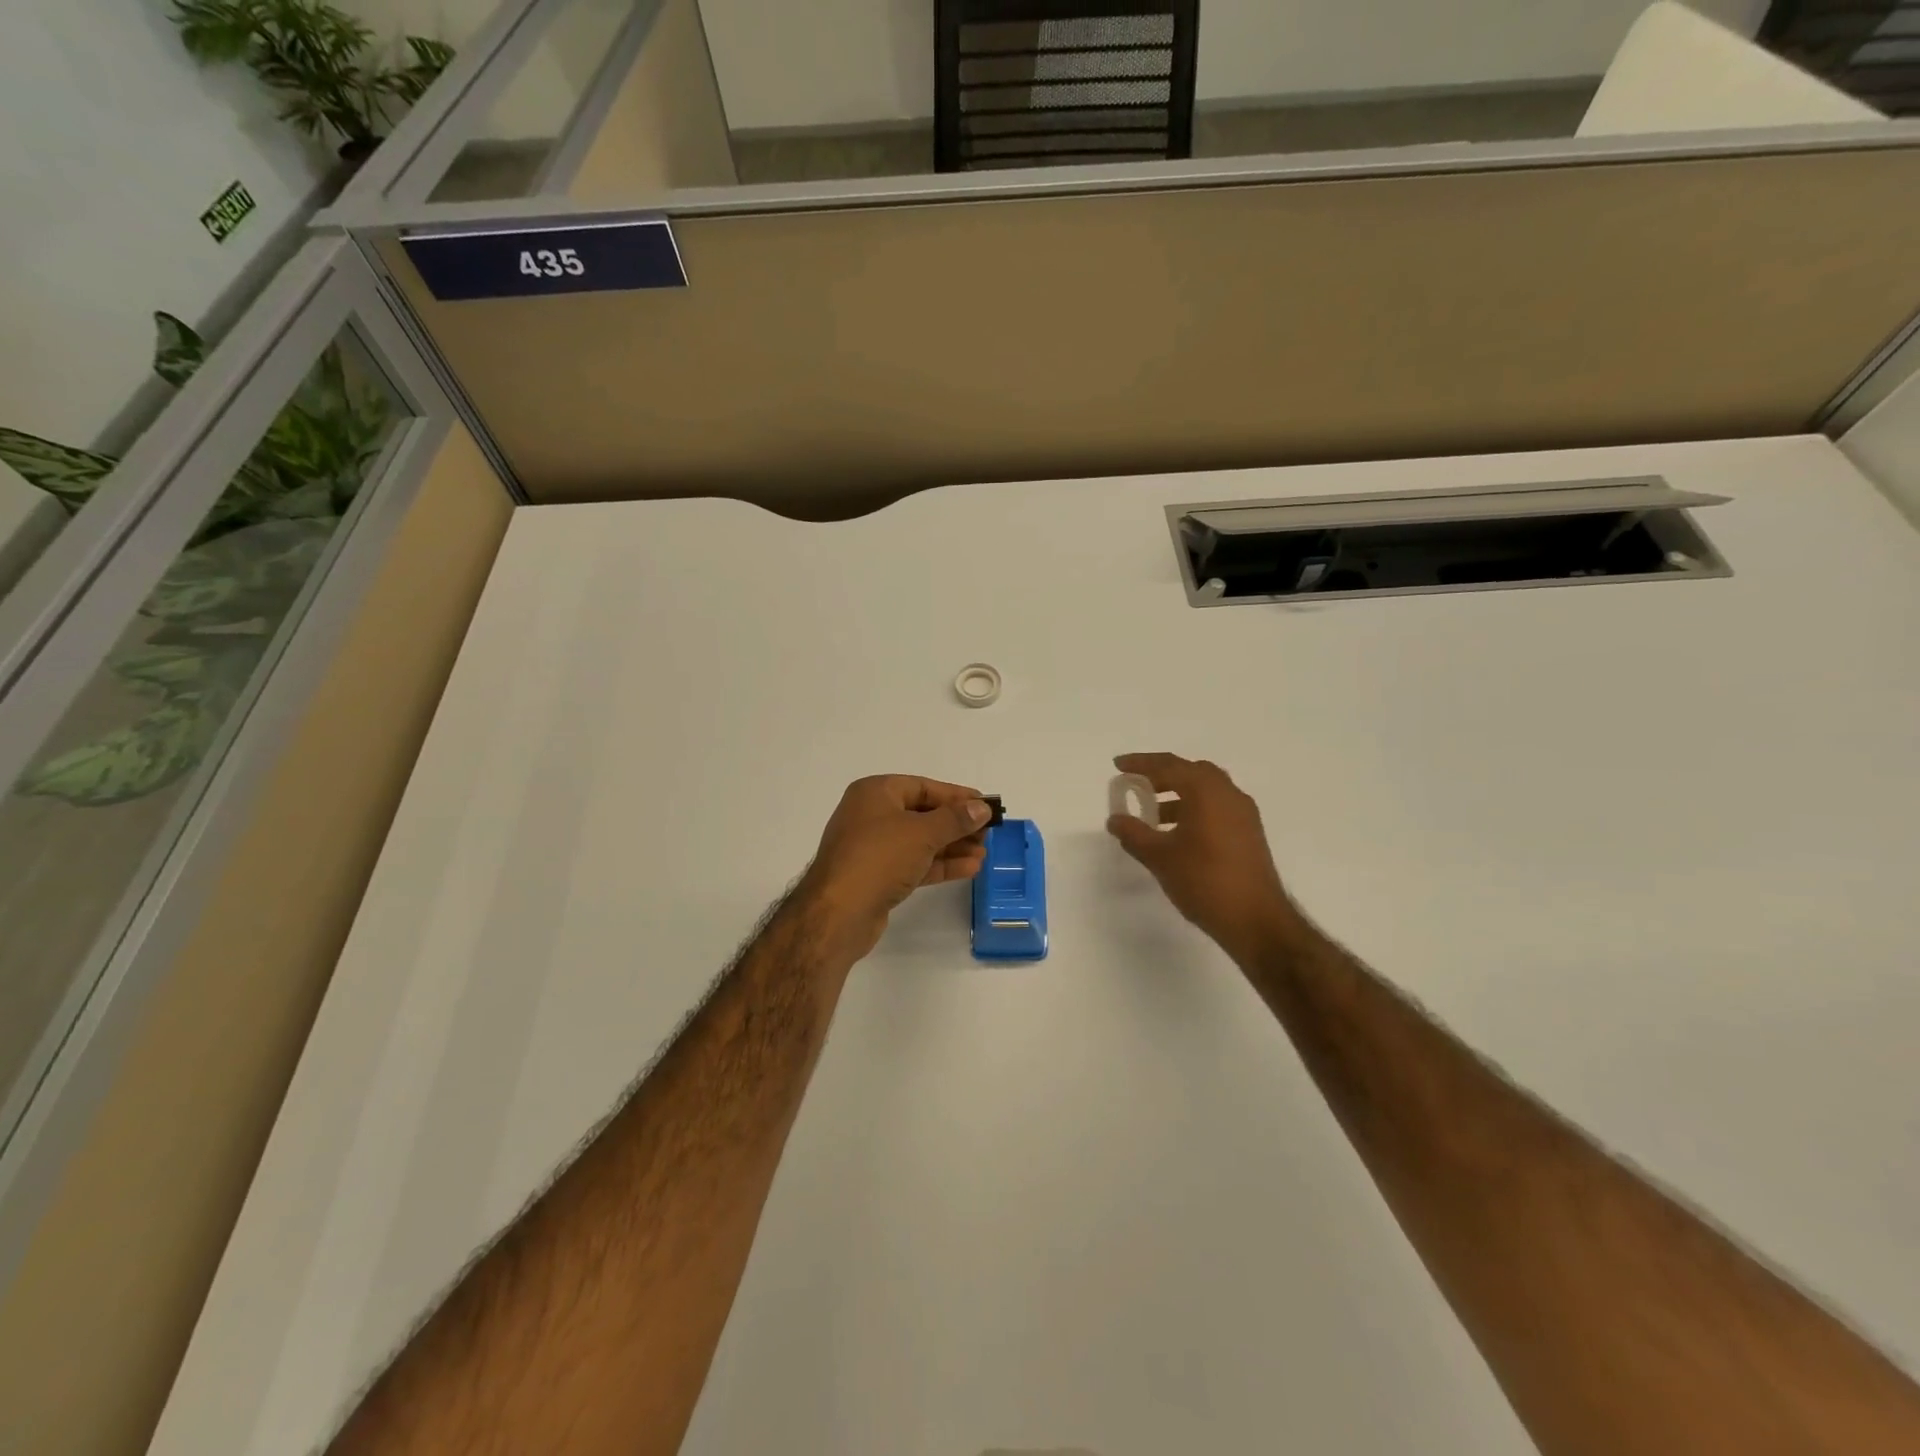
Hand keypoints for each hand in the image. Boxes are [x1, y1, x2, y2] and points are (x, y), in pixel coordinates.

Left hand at [799, 775, 990, 961]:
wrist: (838, 913)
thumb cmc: (879, 858)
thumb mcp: (922, 833)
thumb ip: (955, 819)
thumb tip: (981, 808)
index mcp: (875, 793)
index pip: (923, 787)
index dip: (956, 795)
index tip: (985, 804)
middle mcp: (871, 815)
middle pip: (922, 814)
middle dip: (956, 824)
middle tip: (988, 832)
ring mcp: (873, 848)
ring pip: (920, 841)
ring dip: (952, 846)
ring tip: (984, 853)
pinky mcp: (877, 876)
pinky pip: (914, 863)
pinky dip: (939, 864)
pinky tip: (969, 869)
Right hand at [1106, 753, 1300, 963]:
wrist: (1256, 920)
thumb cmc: (1204, 881)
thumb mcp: (1160, 857)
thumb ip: (1134, 833)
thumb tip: (1115, 819)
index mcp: (1206, 791)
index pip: (1168, 766)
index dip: (1140, 763)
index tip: (1118, 765)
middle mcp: (1228, 794)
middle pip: (1190, 771)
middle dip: (1161, 775)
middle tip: (1137, 785)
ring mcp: (1243, 813)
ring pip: (1206, 790)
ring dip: (1178, 794)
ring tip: (1152, 815)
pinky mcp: (1249, 833)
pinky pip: (1216, 807)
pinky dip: (1194, 809)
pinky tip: (1177, 834)